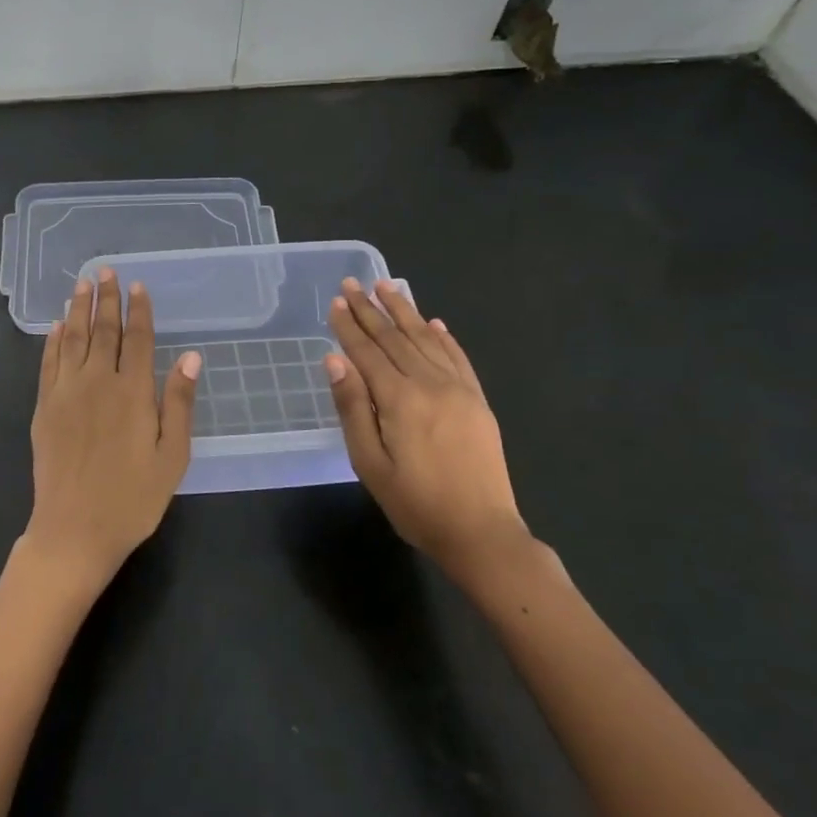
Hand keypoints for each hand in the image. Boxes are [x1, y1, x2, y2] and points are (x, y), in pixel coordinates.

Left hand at [24, 269, 200, 594]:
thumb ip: (179, 403)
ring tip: (81, 284)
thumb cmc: (133, 499)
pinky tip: (57, 325)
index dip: (138, 311)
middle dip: (106, 299)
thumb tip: (190, 356)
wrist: (74, 530)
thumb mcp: (172, 457)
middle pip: (102, 331)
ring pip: (72, 340)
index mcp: (132, 393)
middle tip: (106, 271)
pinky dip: (53, 341)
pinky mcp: (43, 408)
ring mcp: (65, 393)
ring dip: (77, 309)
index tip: (138, 286)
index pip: (136, 339)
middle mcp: (96, 383)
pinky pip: (48, 364)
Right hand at [324, 278, 527, 582]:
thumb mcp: (370, 463)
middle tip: (352, 284)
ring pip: (425, 340)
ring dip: (404, 312)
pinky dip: (442, 337)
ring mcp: (459, 390)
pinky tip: (432, 323)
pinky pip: (457, 358)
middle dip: (371, 310)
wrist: (481, 532)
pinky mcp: (477, 401)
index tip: (335, 301)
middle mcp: (430, 384)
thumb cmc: (415, 504)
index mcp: (399, 399)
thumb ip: (352, 407)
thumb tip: (335, 360)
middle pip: (394, 339)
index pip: (367, 352)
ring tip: (386, 287)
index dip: (349, 326)